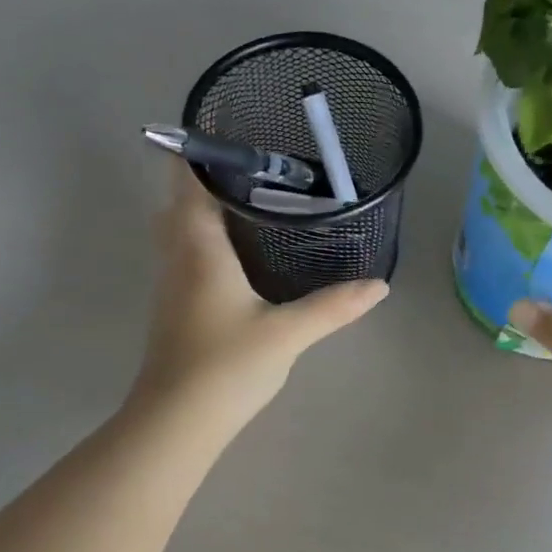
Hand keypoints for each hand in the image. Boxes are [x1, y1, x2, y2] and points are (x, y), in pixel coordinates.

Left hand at [128, 168, 386, 432]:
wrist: (176, 421)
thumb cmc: (226, 365)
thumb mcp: (287, 332)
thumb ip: (334, 306)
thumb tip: (380, 286)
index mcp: (199, 246)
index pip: (187, 179)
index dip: (200, 149)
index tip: (232, 130)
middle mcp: (177, 256)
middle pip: (178, 199)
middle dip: (207, 177)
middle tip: (256, 167)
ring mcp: (171, 282)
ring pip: (179, 228)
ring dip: (204, 207)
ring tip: (253, 199)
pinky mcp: (175, 306)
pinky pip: (185, 253)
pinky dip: (206, 237)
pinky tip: (240, 252)